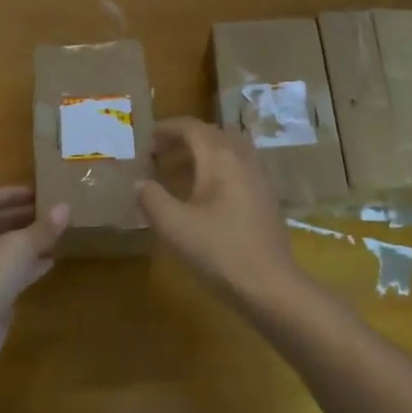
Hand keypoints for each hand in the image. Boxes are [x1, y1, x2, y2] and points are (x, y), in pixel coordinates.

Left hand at [0, 187, 68, 372]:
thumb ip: (43, 228)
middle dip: (22, 218)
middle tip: (50, 214)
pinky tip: (50, 263)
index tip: (35, 194)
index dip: (8, 193)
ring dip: (28, 243)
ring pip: (6, 251)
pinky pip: (12, 275)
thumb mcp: (19, 246)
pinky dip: (29, 267)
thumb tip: (65, 207)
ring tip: (56, 236)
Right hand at [138, 117, 298, 298]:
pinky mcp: (267, 198)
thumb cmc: (219, 251)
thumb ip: (152, 199)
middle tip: (160, 154)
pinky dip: (219, 169)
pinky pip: (239, 168)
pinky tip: (206, 195)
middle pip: (213, 135)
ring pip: (229, 151)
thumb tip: (141, 183)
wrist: (270, 285)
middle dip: (185, 139)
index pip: (192, 127)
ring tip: (180, 172)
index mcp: (220, 158)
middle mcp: (243, 159)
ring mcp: (259, 178)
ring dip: (203, 153)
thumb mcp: (173, 226)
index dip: (168, 128)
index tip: (148, 138)